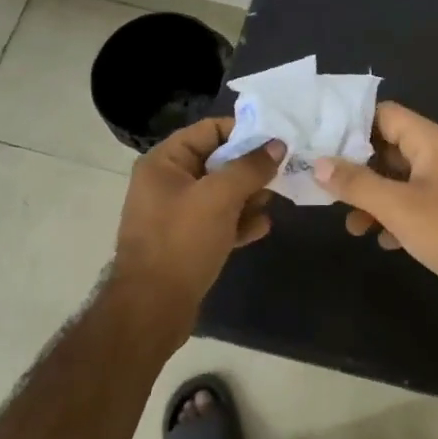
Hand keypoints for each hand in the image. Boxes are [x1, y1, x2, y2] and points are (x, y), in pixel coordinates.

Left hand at [113, 118, 283, 330]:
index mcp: (164, 162)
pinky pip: (218, 221)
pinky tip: (262, 228)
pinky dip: (239, 222)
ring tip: (274, 202)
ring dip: (249, 196)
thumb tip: (277, 145)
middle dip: (251, 169)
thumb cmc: (182, 241)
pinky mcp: (187, 241)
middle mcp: (167, 182)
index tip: (277, 140)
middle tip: (284, 173)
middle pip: (218, 161)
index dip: (244, 132)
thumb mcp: (220, 197)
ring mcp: (176, 213)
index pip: (209, 130)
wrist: (153, 308)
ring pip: (221, 193)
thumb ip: (250, 167)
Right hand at [314, 102, 437, 310]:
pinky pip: (413, 205)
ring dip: (373, 199)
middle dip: (356, 167)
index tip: (318, 140)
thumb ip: (357, 183)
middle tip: (322, 184)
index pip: (384, 114)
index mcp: (429, 141)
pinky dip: (394, 218)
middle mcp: (437, 156)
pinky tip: (382, 241)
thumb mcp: (398, 206)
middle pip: (387, 148)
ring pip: (398, 181)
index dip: (351, 123)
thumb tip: (318, 163)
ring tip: (351, 226)